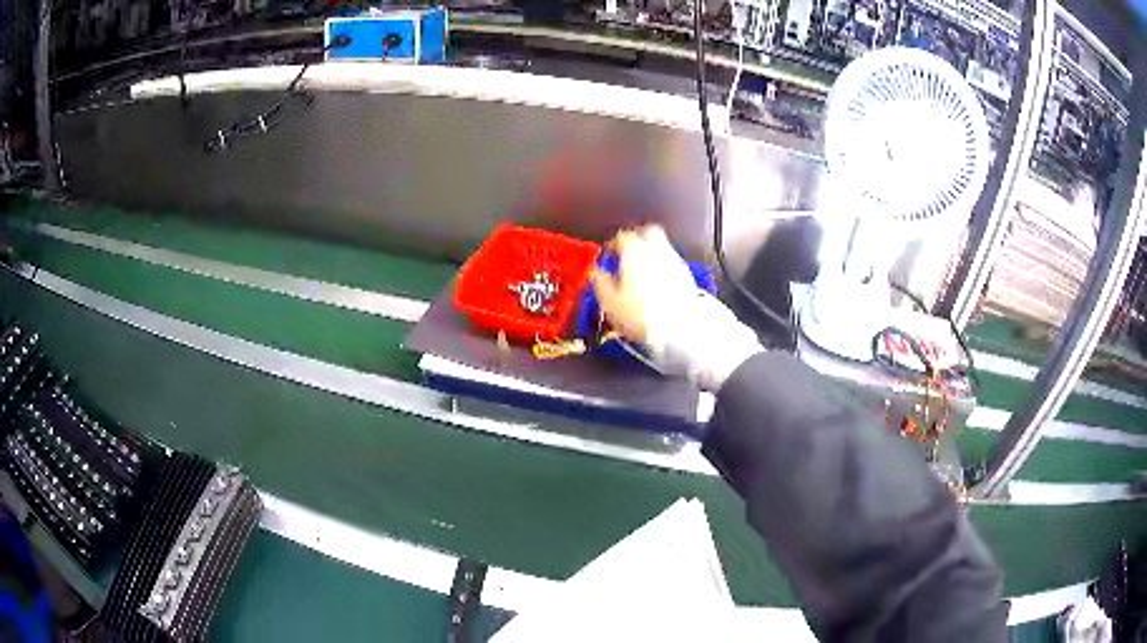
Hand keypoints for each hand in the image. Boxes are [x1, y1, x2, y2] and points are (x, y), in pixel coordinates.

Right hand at [590, 226, 696, 345]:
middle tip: (628, 253)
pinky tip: (657, 284)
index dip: (613, 244)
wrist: (679, 330)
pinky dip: (663, 268)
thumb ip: (601, 283)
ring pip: (661, 247)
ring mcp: (674, 261)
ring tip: (641, 272)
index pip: (622, 237)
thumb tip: (595, 273)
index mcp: (635, 252)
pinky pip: (671, 263)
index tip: (609, 254)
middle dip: (637, 238)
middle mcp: (656, 250)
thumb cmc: (640, 315)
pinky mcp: (686, 276)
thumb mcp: (610, 302)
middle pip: (648, 232)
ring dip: (651, 254)